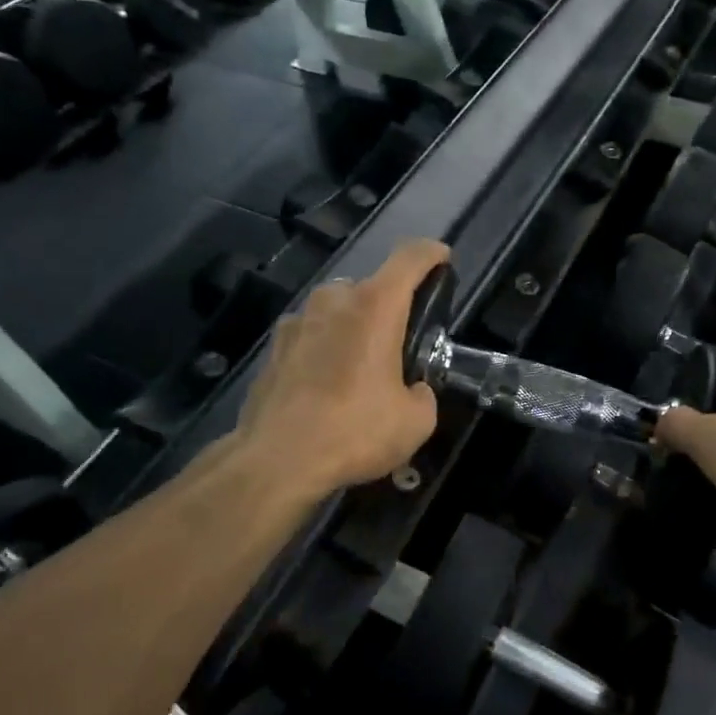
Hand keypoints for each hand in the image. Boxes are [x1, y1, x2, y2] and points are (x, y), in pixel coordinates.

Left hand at [233, 238, 447, 499]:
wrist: (277, 460)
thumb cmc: (355, 431)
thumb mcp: (415, 422)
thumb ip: (423, 395)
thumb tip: (414, 391)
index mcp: (374, 307)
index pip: (410, 258)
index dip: (431, 254)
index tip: (443, 259)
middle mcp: (333, 302)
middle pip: (369, 286)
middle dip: (388, 306)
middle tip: (399, 341)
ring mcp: (296, 322)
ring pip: (335, 310)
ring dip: (352, 327)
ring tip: (360, 365)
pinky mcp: (272, 349)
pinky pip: (309, 336)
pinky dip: (323, 349)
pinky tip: (325, 385)